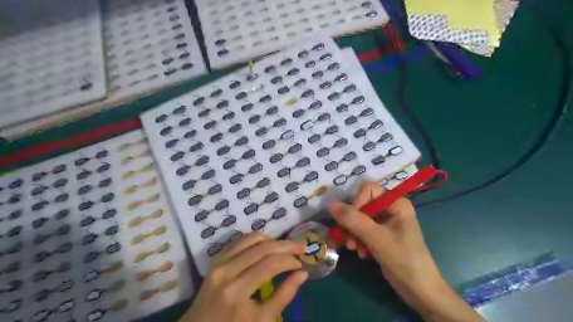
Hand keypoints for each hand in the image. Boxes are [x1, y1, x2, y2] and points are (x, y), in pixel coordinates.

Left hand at [183, 233, 308, 320]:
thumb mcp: (262, 320)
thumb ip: (284, 295)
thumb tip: (302, 273)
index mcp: (237, 290)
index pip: (270, 264)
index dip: (289, 260)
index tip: (301, 263)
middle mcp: (227, 270)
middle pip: (263, 247)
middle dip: (286, 245)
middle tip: (301, 247)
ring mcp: (219, 261)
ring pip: (252, 238)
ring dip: (272, 239)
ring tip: (285, 247)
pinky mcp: (216, 258)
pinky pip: (240, 240)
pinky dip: (257, 239)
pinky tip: (267, 246)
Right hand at [327, 183, 446, 311]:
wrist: (419, 290)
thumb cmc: (403, 259)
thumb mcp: (376, 237)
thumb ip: (353, 219)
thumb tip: (330, 204)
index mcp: (396, 202)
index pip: (367, 190)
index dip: (356, 203)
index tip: (349, 221)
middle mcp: (390, 208)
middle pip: (361, 205)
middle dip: (352, 223)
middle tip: (347, 239)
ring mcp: (385, 222)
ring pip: (358, 219)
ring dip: (353, 233)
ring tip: (353, 248)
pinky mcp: (380, 235)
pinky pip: (362, 230)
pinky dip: (358, 240)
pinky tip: (361, 253)